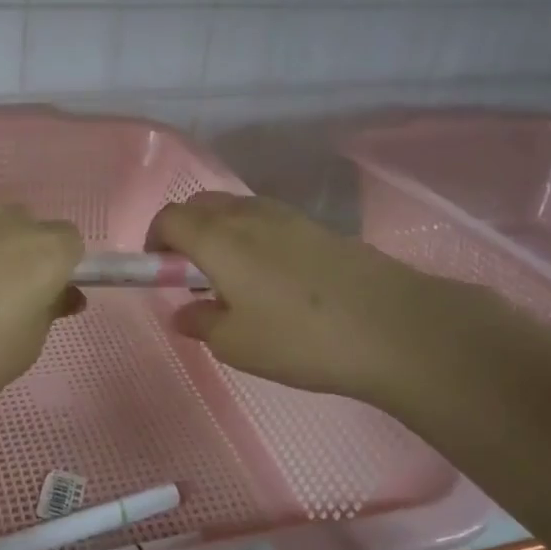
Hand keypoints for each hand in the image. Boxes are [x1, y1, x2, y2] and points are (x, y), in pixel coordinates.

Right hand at [146, 192, 467, 407]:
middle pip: (201, 205)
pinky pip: (269, 220)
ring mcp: (289, 217)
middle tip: (191, 274)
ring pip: (238, 209)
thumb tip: (184, 311)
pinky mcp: (320, 228)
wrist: (395, 328)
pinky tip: (274, 279)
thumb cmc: (300, 339)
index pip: (169, 217)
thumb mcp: (237, 344)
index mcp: (218, 237)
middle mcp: (249, 215)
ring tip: (234, 278)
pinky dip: (254, 237)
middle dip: (185, 231)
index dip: (155, 241)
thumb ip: (201, 323)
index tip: (159, 272)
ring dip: (221, 232)